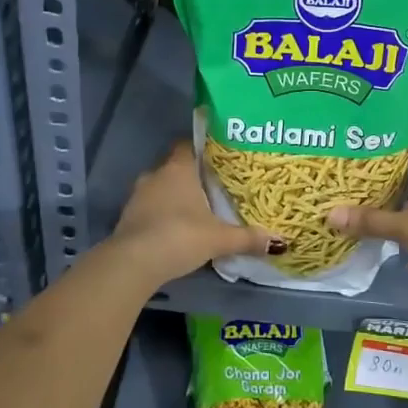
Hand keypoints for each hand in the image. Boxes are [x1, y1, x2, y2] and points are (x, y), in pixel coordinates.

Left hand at [108, 141, 277, 284]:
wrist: (132, 263)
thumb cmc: (179, 236)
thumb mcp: (219, 238)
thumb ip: (248, 238)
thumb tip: (280, 242)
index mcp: (178, 168)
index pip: (189, 144)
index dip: (203, 149)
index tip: (219, 158)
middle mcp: (156, 174)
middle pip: (176, 166)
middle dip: (192, 176)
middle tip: (214, 187)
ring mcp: (138, 195)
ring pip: (161, 187)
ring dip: (175, 196)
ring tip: (197, 209)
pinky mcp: (127, 216)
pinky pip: (150, 207)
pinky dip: (162, 214)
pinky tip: (176, 228)